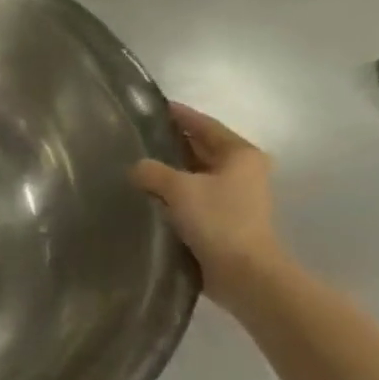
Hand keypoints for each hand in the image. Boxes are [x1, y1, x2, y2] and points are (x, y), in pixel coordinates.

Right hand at [130, 103, 285, 303]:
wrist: (243, 273)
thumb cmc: (217, 220)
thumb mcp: (178, 188)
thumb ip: (151, 171)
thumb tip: (136, 168)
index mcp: (240, 154)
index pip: (204, 124)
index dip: (178, 114)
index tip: (150, 106)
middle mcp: (241, 170)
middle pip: (200, 147)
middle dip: (171, 141)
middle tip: (135, 134)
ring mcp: (234, 195)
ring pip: (195, 172)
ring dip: (170, 168)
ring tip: (135, 162)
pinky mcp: (223, 218)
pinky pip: (192, 194)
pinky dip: (173, 190)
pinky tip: (147, 191)